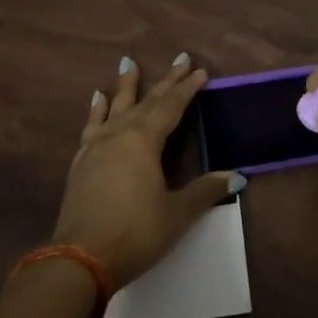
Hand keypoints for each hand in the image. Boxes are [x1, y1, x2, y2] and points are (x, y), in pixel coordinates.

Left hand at [53, 52, 236, 290]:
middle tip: (179, 58)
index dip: (187, 89)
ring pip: (115, 107)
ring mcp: (96, 147)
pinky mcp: (80, 163)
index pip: (171, 106)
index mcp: (144, 140)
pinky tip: (97, 99)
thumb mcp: (177, 213)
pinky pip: (91, 126)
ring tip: (128, 63)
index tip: (199, 71)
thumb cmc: (135, 233)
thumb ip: (204, 191)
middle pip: (146, 101)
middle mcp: (119, 134)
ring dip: (125, 86)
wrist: (80, 260)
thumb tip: (237, 177)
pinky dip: (97, 110)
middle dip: (165, 81)